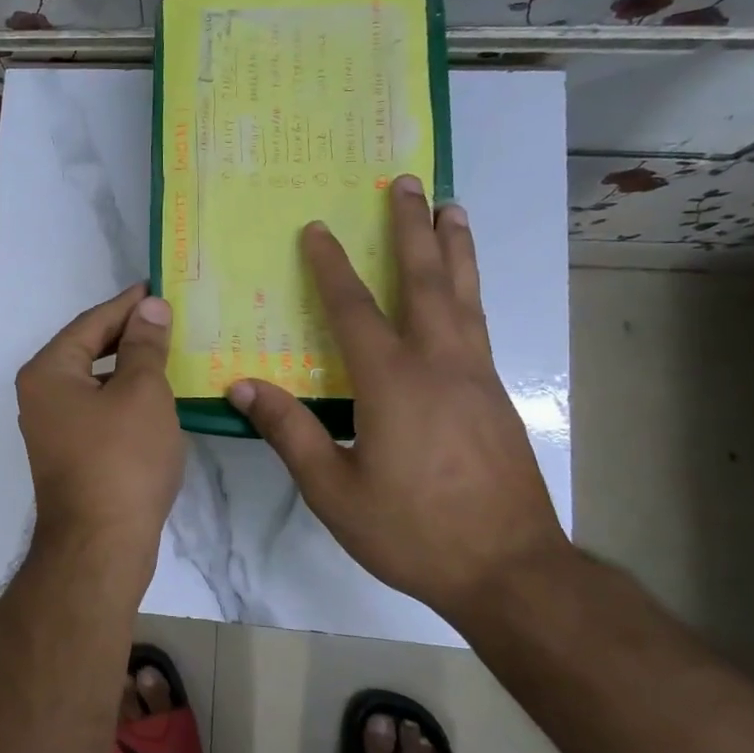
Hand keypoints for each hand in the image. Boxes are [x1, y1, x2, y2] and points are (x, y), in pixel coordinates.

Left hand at [16, 284, 184, 561]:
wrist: (101, 544)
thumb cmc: (122, 459)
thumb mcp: (142, 392)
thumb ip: (145, 345)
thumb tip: (149, 307)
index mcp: (48, 371)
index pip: (91, 322)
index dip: (127, 304)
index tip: (158, 288)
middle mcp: (40, 395)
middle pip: (87, 350)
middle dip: (128, 334)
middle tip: (168, 318)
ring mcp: (52, 428)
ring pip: (94, 382)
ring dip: (128, 367)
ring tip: (167, 352)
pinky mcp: (69, 455)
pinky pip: (98, 410)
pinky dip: (124, 398)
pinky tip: (155, 398)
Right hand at [227, 178, 567, 619]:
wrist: (510, 570)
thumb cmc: (413, 531)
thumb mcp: (334, 491)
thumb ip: (290, 433)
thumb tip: (243, 386)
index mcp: (393, 382)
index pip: (355, 309)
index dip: (332, 266)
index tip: (317, 229)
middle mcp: (439, 364)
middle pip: (425, 281)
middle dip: (412, 228)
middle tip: (408, 182)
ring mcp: (475, 377)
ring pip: (464, 296)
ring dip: (454, 248)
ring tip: (452, 208)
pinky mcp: (496, 396)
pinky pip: (478, 324)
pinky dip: (469, 290)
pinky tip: (464, 291)